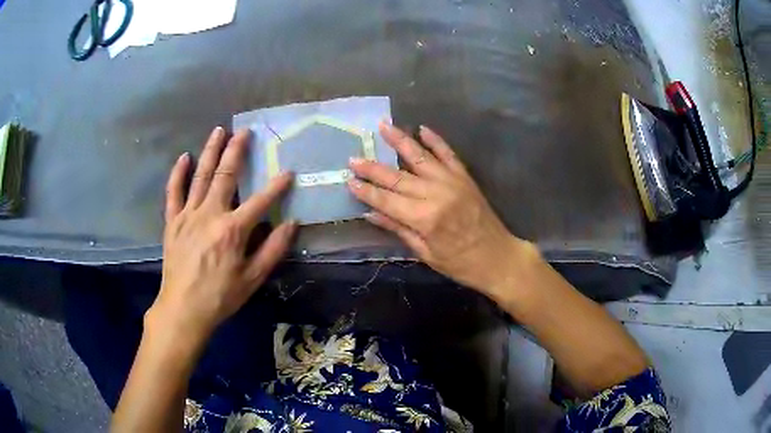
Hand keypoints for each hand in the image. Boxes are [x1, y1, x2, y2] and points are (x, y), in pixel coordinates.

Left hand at [149, 127, 295, 343]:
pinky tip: (184, 157)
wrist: (183, 309)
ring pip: (200, 176)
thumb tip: (291, 223)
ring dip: (210, 151)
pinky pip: (174, 192)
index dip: (277, 186)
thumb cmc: (220, 296)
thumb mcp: (252, 279)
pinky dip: (178, 174)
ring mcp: (188, 215)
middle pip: (225, 176)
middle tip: (245, 131)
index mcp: (232, 230)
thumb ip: (272, 249)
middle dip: (236, 151)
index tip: (288, 172)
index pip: (260, 201)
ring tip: (219, 131)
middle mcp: (210, 214)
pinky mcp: (172, 221)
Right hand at [348, 123, 534, 294]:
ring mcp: (452, 181)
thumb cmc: (460, 263)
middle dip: (373, 167)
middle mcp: (436, 194)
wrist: (498, 257)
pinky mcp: (465, 177)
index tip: (349, 180)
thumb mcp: (426, 253)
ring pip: (420, 157)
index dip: (366, 191)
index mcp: (425, 218)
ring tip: (383, 126)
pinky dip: (435, 140)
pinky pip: (448, 153)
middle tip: (353, 158)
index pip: (387, 200)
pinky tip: (422, 128)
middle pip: (397, 177)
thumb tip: (370, 213)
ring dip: (400, 141)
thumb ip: (398, 229)